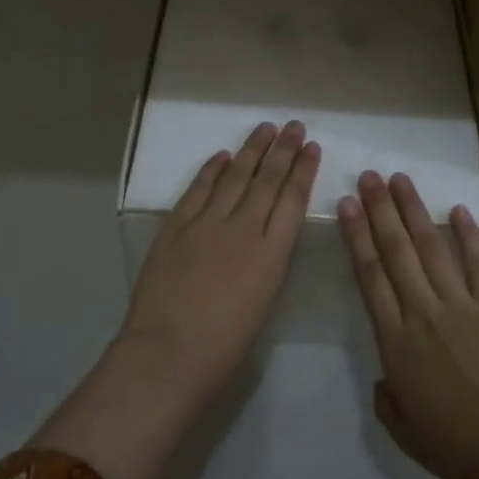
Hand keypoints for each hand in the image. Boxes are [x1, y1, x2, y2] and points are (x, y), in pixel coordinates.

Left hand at [119, 121, 320, 403]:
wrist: (168, 353)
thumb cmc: (223, 346)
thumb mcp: (263, 300)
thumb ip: (267, 262)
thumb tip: (264, 236)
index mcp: (272, 254)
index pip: (293, 199)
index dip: (303, 170)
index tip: (311, 147)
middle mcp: (243, 228)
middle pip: (267, 179)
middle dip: (283, 150)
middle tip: (294, 125)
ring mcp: (207, 223)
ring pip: (234, 176)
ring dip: (251, 150)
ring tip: (265, 129)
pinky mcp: (175, 226)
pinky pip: (198, 189)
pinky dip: (212, 170)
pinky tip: (222, 156)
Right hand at [339, 170, 478, 478]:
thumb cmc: (460, 444)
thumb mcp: (408, 435)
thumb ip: (388, 403)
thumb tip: (385, 380)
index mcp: (395, 342)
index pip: (369, 277)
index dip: (356, 237)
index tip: (346, 206)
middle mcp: (422, 312)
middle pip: (396, 251)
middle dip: (380, 210)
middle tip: (369, 177)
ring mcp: (460, 304)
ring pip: (430, 247)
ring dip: (414, 211)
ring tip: (400, 180)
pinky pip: (476, 263)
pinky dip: (466, 235)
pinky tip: (457, 209)